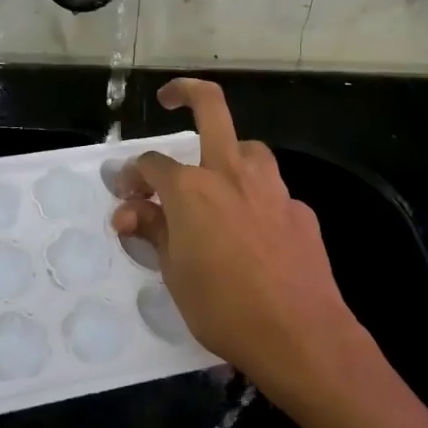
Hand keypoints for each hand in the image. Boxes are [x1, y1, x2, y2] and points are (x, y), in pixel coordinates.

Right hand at [112, 79, 368, 405]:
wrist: (300, 335)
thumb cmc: (223, 307)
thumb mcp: (173, 273)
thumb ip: (153, 231)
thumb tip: (128, 211)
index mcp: (191, 189)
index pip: (152, 164)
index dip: (133, 175)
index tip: (127, 194)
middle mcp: (231, 174)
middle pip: (211, 108)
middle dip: (186, 92)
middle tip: (170, 98)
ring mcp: (271, 188)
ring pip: (248, 149)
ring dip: (228, 154)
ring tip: (217, 180)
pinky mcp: (299, 210)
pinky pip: (271, 191)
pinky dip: (255, 199)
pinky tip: (254, 231)